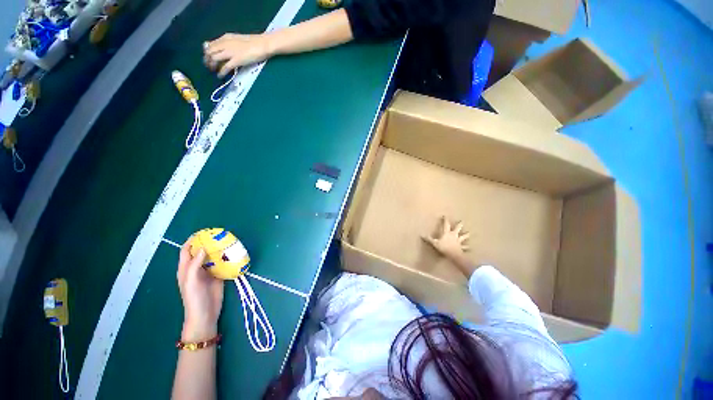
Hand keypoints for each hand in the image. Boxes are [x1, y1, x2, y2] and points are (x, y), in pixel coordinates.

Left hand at [177, 239, 223, 340]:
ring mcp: (209, 271)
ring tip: (228, 241)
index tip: (203, 232)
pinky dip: (227, 257)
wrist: (205, 314)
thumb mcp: (191, 281)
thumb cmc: (194, 298)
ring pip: (213, 256)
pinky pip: (223, 263)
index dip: (192, 240)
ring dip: (219, 249)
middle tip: (220, 235)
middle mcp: (197, 267)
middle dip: (209, 242)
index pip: (187, 250)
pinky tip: (233, 253)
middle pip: (202, 251)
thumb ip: (195, 264)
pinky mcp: (219, 275)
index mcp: (186, 268)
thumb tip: (204, 247)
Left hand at [203, 33, 272, 77]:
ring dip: (212, 66)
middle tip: (209, 67)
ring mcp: (230, 52)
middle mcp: (225, 44)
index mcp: (225, 38)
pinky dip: (221, 72)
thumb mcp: (238, 40)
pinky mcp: (236, 60)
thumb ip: (231, 44)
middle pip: (209, 51)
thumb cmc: (254, 42)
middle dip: (207, 60)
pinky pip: (225, 67)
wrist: (262, 44)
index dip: (207, 52)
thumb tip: (226, 50)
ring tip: (214, 71)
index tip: (208, 58)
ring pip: (214, 58)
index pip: (211, 44)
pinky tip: (220, 76)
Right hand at [423, 217, 469, 260]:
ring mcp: (458, 241)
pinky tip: (470, 247)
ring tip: (469, 233)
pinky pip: (464, 247)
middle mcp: (454, 235)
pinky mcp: (461, 247)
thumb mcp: (434, 243)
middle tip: (462, 221)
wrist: (454, 255)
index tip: (445, 216)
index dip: (445, 220)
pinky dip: (467, 247)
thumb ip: (429, 239)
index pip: (446, 225)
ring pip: (463, 237)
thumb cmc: (444, 247)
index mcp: (447, 233)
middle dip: (459, 225)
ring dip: (466, 235)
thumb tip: (421, 235)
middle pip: (457, 228)